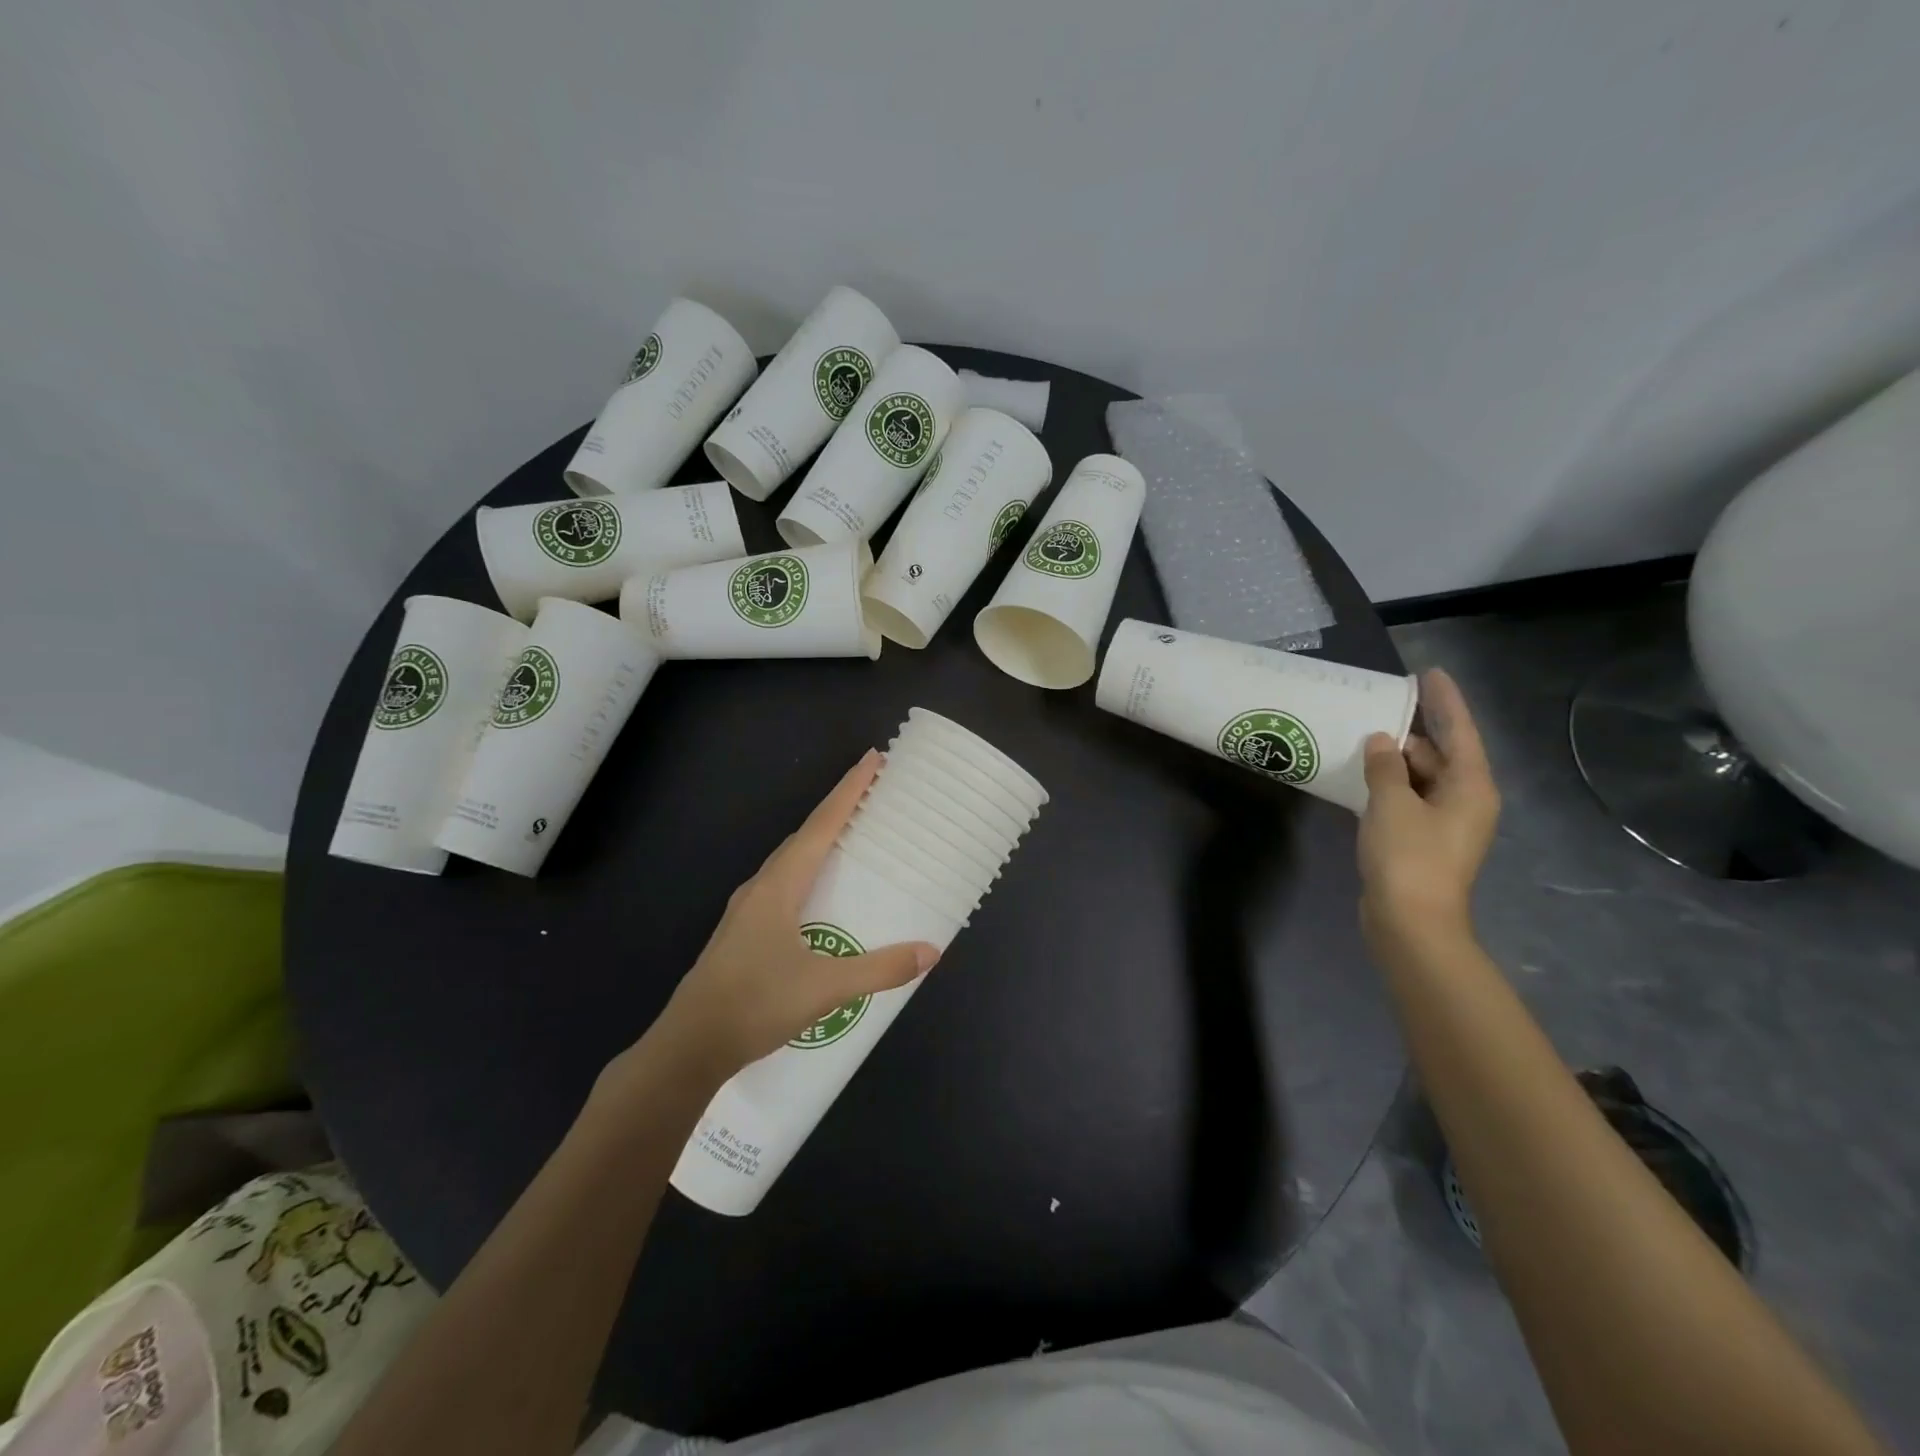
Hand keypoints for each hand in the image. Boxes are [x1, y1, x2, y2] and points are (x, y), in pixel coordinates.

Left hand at [644, 750, 939, 1079]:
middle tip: (873, 798)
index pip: (821, 825)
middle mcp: (760, 888)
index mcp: (779, 886)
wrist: (689, 1046)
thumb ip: (879, 969)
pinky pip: (783, 885)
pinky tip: (820, 897)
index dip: (849, 791)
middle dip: (838, 811)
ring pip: (790, 862)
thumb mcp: (825, 988)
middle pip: (804, 836)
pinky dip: (808, 872)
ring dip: (820, 842)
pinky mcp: (742, 933)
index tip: (873, 760)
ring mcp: (746, 911)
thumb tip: (930, 952)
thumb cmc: (755, 1005)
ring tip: (852, 840)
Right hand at [1357, 668, 1499, 950]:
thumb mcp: (1392, 804)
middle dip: (1412, 732)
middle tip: (1379, 706)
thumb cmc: (1408, 857)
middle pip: (1440, 754)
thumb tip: (1381, 741)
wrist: (1410, 923)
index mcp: (1470, 786)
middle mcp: (1464, 800)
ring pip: (1421, 778)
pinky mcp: (1421, 841)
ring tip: (1362, 736)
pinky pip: (1407, 799)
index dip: (1445, 701)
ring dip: (1395, 760)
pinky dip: (1388, 784)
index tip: (1429, 673)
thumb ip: (1385, 767)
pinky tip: (1361, 775)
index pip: (1460, 732)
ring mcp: (1444, 823)